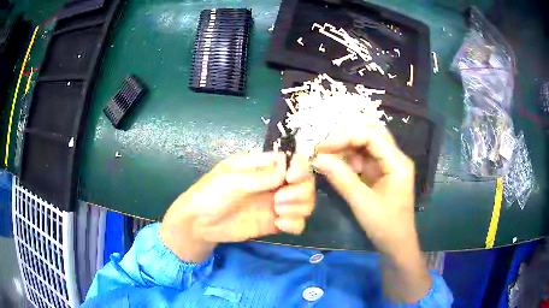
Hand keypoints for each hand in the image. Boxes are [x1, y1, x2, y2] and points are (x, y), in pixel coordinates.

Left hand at [160, 152, 314, 262]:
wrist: (199, 225)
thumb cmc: (209, 194)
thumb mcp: (231, 180)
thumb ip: (259, 177)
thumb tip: (286, 171)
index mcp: (262, 166)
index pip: (292, 161)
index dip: (299, 168)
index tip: (290, 179)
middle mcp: (273, 183)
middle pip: (304, 182)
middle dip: (299, 192)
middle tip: (278, 201)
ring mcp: (276, 204)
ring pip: (305, 202)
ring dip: (298, 207)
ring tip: (278, 213)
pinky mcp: (275, 222)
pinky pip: (297, 222)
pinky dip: (295, 223)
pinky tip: (279, 225)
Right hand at [312, 127, 416, 258]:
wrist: (396, 244)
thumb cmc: (385, 225)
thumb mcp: (362, 203)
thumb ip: (341, 178)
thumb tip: (318, 159)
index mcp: (398, 162)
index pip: (372, 136)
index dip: (346, 137)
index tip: (323, 147)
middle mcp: (395, 158)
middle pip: (372, 134)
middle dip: (347, 137)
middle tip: (325, 146)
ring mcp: (389, 164)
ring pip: (367, 144)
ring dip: (347, 146)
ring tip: (328, 154)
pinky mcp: (381, 173)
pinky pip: (365, 157)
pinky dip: (350, 158)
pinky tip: (337, 164)